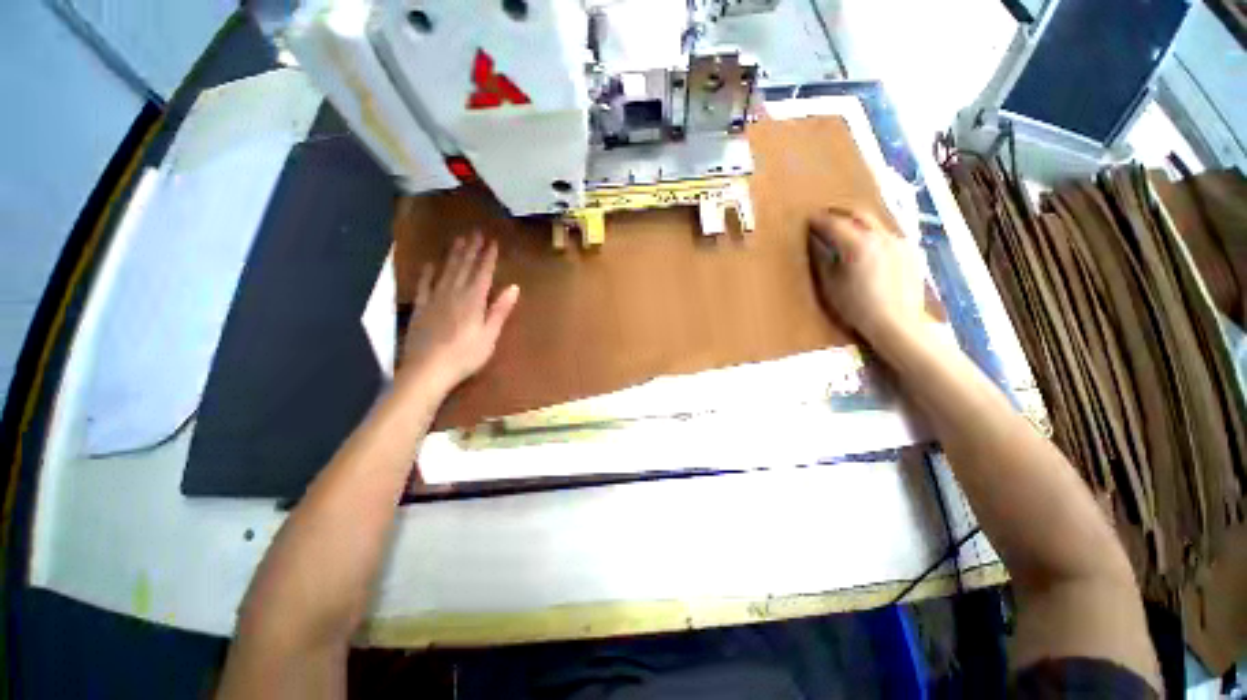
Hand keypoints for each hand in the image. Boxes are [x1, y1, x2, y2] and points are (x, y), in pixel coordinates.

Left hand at [402, 232, 519, 390]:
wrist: (427, 370)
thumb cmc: (465, 356)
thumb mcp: (490, 336)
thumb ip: (500, 310)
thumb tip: (514, 287)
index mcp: (473, 301)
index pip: (483, 273)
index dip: (488, 257)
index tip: (492, 242)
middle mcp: (453, 294)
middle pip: (464, 267)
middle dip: (471, 249)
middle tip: (476, 232)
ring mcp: (434, 299)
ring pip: (446, 271)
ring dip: (454, 255)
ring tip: (459, 240)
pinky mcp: (420, 308)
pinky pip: (424, 285)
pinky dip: (428, 273)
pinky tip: (431, 264)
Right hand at [808, 207, 925, 344]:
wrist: (896, 325)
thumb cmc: (856, 308)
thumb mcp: (830, 285)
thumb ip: (822, 259)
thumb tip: (815, 242)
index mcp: (858, 244)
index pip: (833, 224)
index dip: (818, 221)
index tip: (808, 219)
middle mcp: (881, 236)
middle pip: (858, 214)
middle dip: (840, 213)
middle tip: (825, 218)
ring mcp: (900, 242)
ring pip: (875, 223)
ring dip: (858, 223)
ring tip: (846, 231)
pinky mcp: (912, 252)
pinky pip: (888, 235)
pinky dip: (874, 235)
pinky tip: (868, 248)